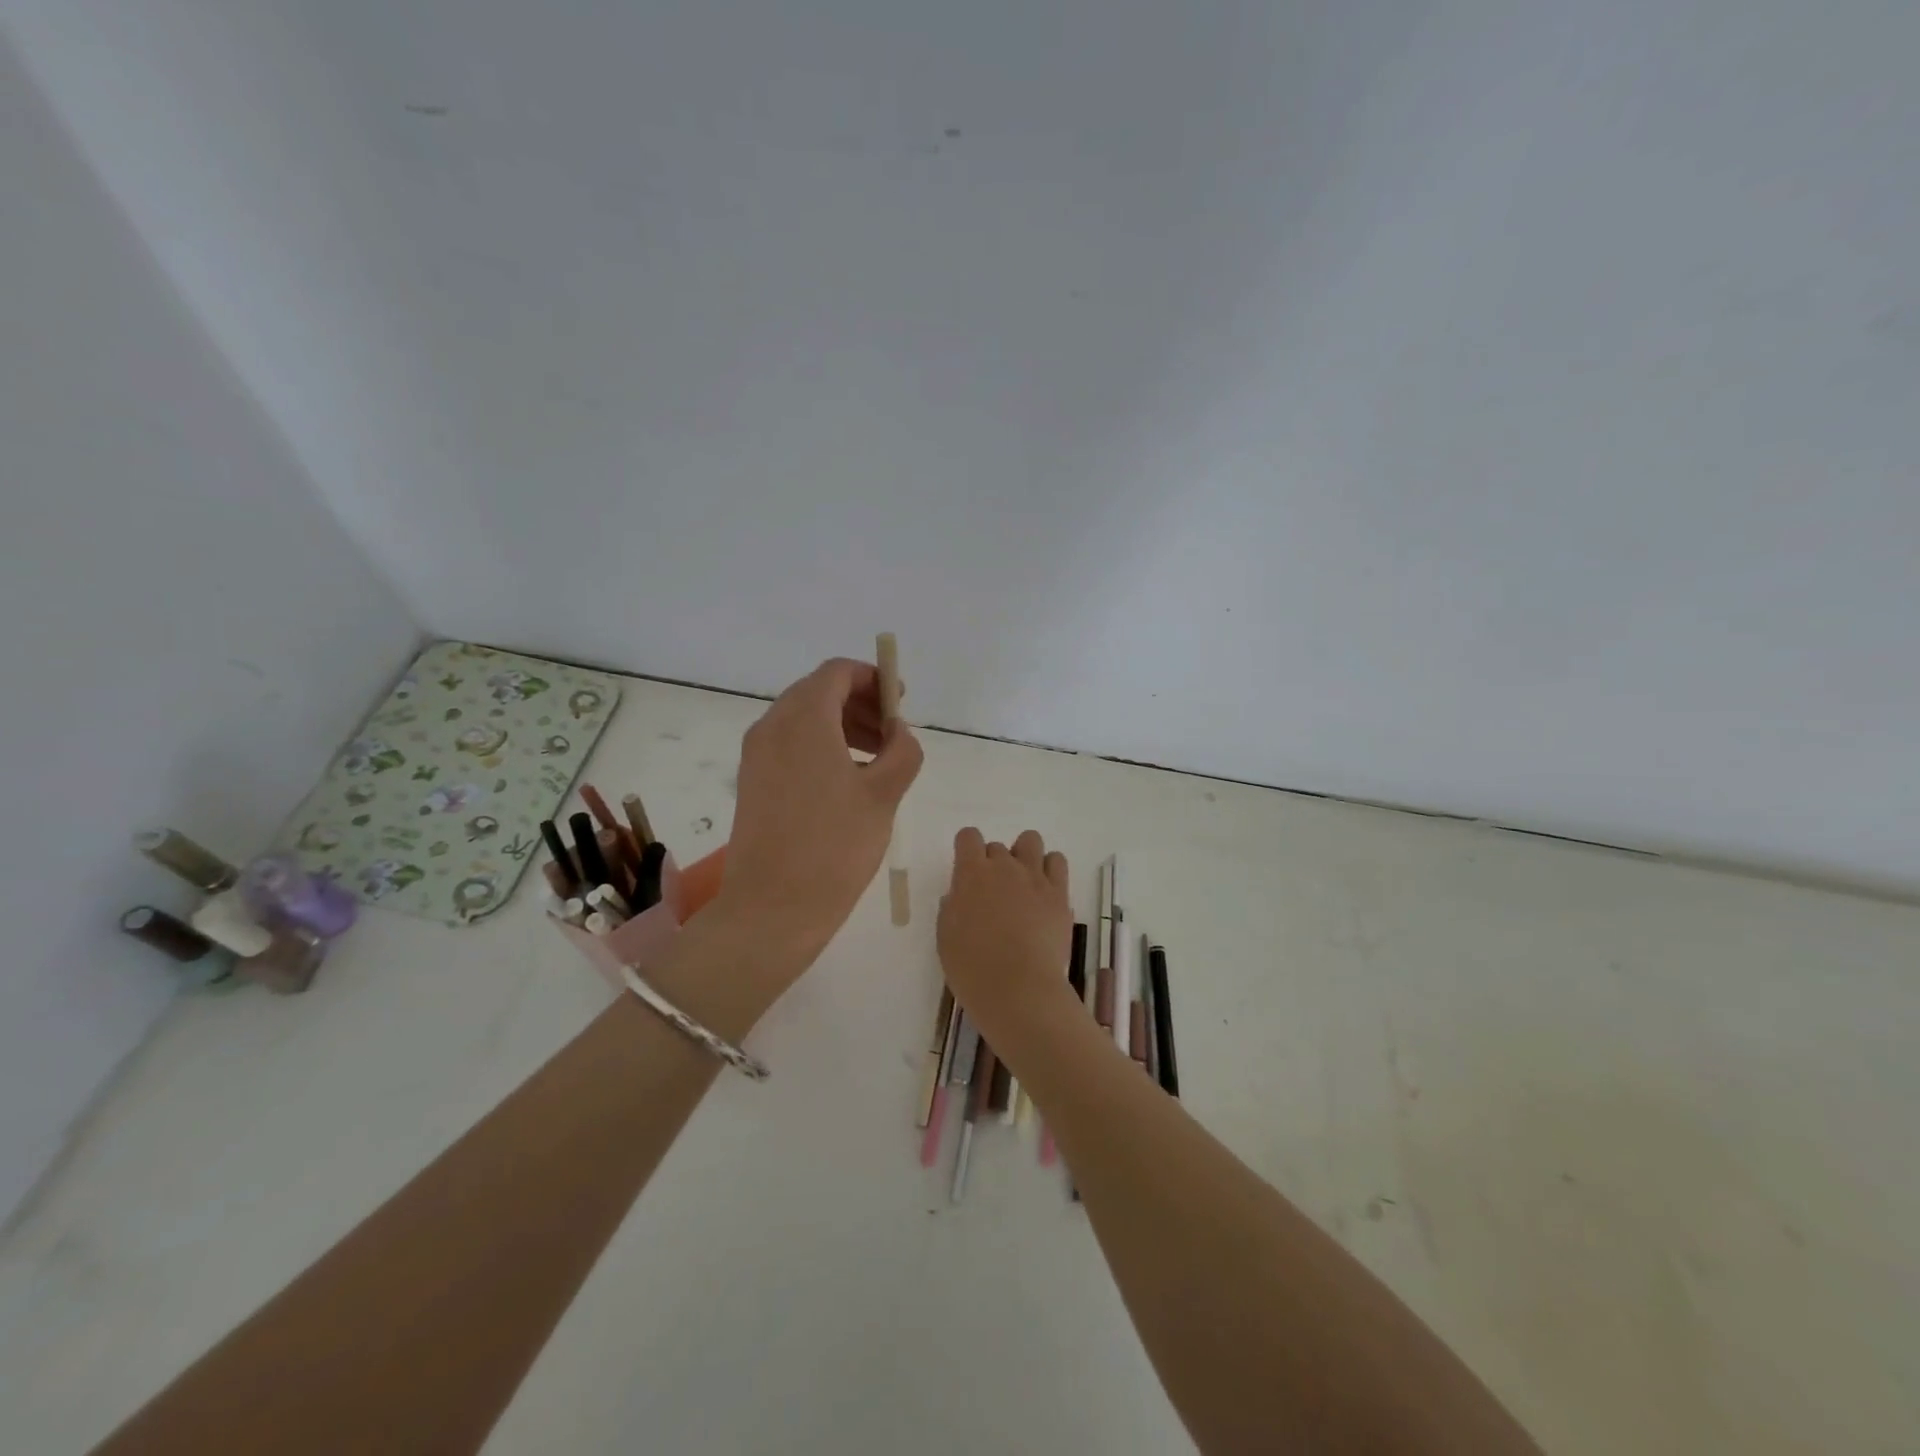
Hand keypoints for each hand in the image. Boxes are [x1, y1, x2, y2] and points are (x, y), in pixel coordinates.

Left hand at [714, 658, 922, 981]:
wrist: (772, 907)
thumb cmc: (835, 846)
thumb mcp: (884, 795)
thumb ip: (902, 751)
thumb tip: (898, 731)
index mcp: (804, 719)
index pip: (837, 673)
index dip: (873, 679)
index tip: (900, 702)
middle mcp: (772, 726)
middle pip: (818, 693)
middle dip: (859, 704)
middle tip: (892, 733)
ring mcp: (756, 755)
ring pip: (802, 720)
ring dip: (841, 726)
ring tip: (876, 760)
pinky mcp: (751, 782)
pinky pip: (789, 745)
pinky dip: (820, 747)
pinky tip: (846, 782)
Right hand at [937, 829, 1076, 1061]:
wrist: (1018, 988)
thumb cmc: (972, 967)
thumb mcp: (946, 937)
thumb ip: (952, 907)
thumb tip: (961, 896)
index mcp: (971, 873)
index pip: (968, 836)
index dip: (966, 849)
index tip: (966, 870)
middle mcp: (1004, 866)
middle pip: (997, 846)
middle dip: (993, 864)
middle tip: (993, 895)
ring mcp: (1035, 877)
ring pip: (1031, 841)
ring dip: (1023, 856)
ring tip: (1022, 884)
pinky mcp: (1059, 893)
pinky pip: (1057, 861)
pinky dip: (1049, 869)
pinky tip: (1044, 891)